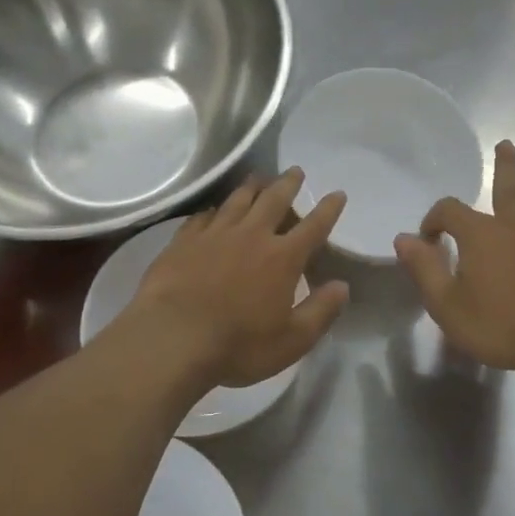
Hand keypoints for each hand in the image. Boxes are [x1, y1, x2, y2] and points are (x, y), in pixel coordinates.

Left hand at [126, 168, 349, 387]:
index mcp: (283, 258)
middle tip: (295, 171)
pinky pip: (204, 216)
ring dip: (252, 186)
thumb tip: (342, 286)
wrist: (172, 337)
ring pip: (238, 200)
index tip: (337, 193)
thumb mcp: (292, 340)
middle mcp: (252, 235)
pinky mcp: (184, 240)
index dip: (328, 209)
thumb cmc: (238, 344)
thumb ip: (321, 311)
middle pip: (274, 200)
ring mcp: (215, 234)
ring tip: (259, 177)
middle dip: (288, 184)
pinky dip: (215, 209)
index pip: (313, 226)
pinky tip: (215, 210)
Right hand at [394, 140, 514, 378]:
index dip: (434, 219)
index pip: (449, 210)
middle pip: (508, 185)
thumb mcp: (447, 304)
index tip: (428, 237)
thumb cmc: (500, 324)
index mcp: (480, 233)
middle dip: (504, 166)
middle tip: (505, 145)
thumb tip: (403, 239)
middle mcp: (514, 225)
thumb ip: (424, 269)